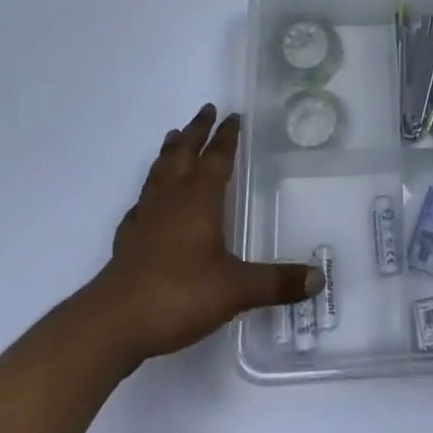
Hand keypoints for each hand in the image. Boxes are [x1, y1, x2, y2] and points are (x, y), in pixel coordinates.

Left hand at [90, 107, 319, 363]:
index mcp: (199, 199)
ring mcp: (145, 218)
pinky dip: (147, 195)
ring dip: (169, 152)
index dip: (227, 137)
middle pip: (184, 153)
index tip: (233, 116)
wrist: (114, 323)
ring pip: (159, 172)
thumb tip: (318, 279)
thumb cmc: (179, 294)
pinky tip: (146, 203)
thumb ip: (276, 282)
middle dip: (196, 131)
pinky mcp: (128, 240)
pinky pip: (139, 206)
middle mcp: (171, 199)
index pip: (217, 157)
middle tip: (206, 109)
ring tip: (173, 136)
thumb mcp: (236, 289)